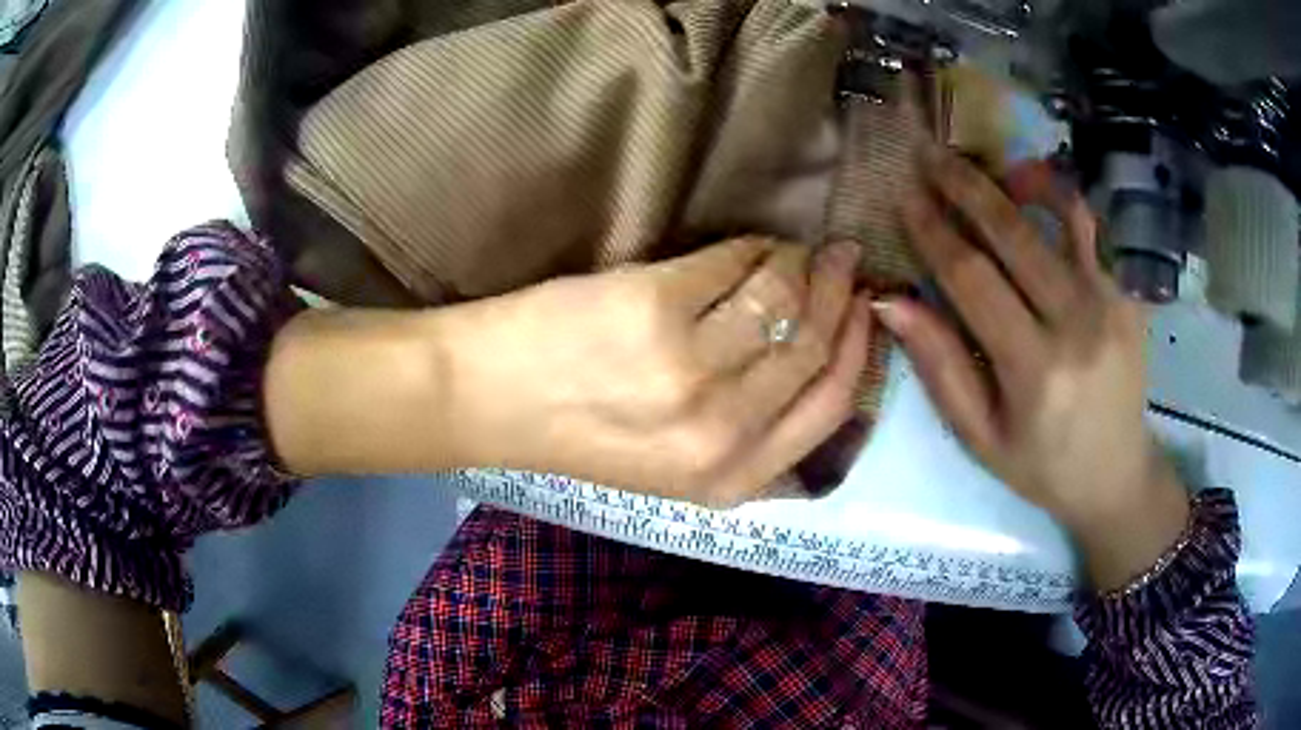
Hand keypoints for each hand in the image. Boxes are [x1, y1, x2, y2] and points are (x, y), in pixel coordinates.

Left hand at [431, 238, 872, 506]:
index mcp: (731, 478)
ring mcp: (688, 366)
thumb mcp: (680, 470)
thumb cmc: (582, 434)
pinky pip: (734, 262)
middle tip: (844, 260)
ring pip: (782, 297)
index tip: (865, 310)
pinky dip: (752, 246)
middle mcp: (720, 430)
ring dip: (801, 263)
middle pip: (813, 346)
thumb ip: (755, 441)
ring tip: (800, 249)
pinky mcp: (655, 305)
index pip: (831, 405)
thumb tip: (821, 366)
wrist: (491, 400)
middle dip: (841, 293)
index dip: (859, 350)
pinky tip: (753, 245)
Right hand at [879, 145, 1188, 589]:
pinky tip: (1036, 186)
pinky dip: (1061, 199)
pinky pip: (1093, 230)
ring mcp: (1110, 302)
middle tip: (929, 152)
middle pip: (1014, 233)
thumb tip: (892, 301)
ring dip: (1014, 178)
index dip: (933, 231)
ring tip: (981, 162)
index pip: (973, 279)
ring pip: (1060, 215)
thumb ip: (941, 367)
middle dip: (965, 185)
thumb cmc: (1042, 465)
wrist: (1116, 473)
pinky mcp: (1128, 294)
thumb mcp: (980, 435)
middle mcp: (1077, 324)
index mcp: (1034, 369)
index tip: (903, 196)